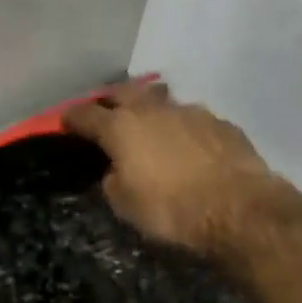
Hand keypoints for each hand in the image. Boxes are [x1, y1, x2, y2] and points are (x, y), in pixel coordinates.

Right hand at [63, 78, 287, 257]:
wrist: (237, 208)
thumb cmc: (170, 210)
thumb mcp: (126, 206)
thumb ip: (113, 180)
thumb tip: (115, 170)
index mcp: (122, 128)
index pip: (87, 115)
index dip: (72, 118)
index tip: (64, 121)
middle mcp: (153, 110)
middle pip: (124, 92)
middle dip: (110, 100)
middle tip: (104, 110)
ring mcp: (191, 111)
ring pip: (161, 101)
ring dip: (149, 109)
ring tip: (148, 124)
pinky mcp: (220, 123)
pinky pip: (191, 118)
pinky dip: (180, 127)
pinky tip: (185, 144)